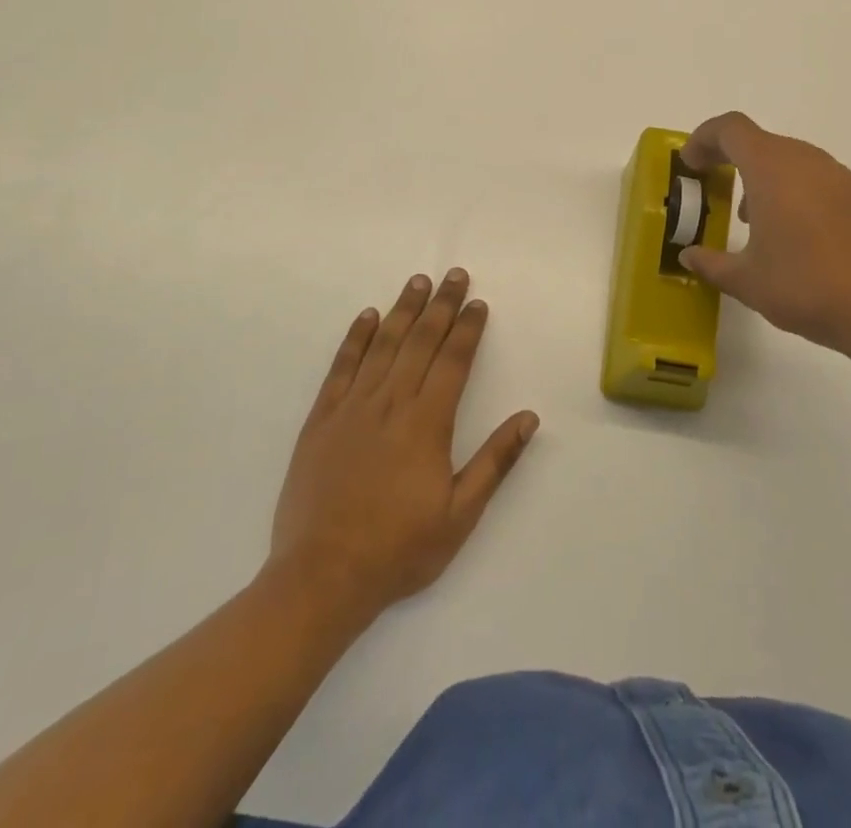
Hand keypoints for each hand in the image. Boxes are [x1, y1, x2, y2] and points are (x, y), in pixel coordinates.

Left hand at [269, 269, 537, 620]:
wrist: (322, 576)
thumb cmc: (399, 549)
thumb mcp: (460, 514)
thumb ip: (495, 461)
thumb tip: (528, 417)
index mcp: (427, 423)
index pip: (453, 361)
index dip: (468, 329)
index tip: (478, 303)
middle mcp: (391, 403)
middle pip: (421, 341)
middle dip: (441, 305)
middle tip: (454, 274)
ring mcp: (353, 408)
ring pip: (383, 345)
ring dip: (403, 310)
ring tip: (418, 282)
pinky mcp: (322, 419)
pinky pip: (341, 367)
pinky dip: (355, 338)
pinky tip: (366, 317)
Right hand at [679, 112, 850, 359]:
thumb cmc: (806, 287)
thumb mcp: (746, 281)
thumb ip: (711, 263)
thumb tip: (688, 255)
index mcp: (772, 169)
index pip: (731, 129)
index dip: (704, 139)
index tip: (691, 166)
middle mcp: (807, 161)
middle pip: (761, 141)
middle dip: (731, 160)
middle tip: (715, 191)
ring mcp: (840, 176)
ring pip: (791, 160)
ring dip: (764, 177)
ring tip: (754, 220)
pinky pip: (818, 179)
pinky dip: (795, 192)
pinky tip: (797, 235)